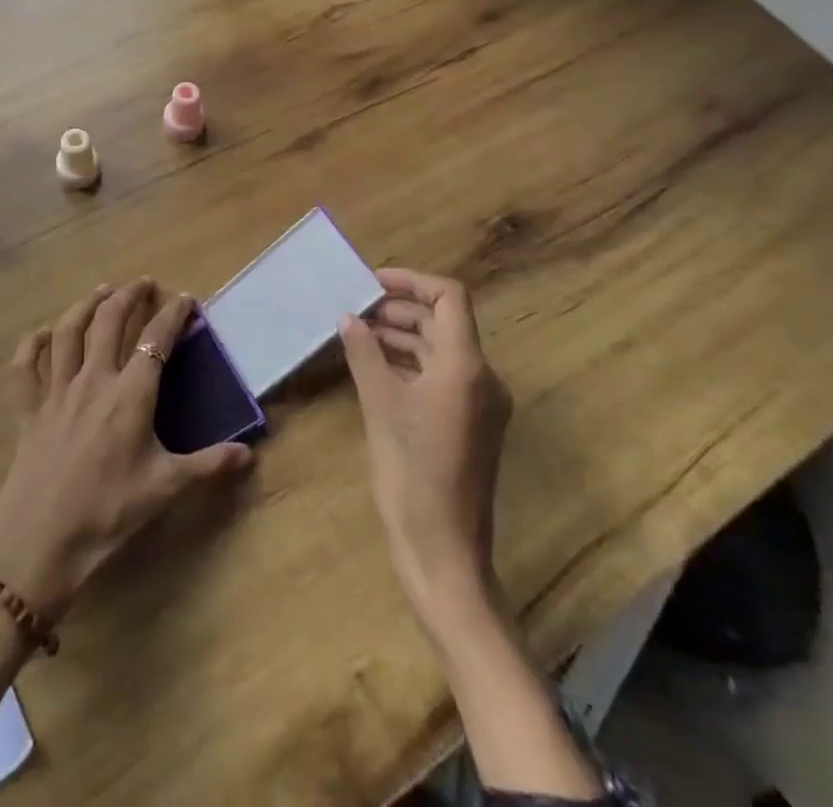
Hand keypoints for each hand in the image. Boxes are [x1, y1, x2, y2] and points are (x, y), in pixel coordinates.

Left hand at [0, 280, 252, 618]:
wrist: (41, 544)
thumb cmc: (108, 513)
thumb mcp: (165, 489)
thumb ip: (208, 465)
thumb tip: (249, 453)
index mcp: (130, 395)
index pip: (156, 340)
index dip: (173, 315)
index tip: (186, 299)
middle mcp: (93, 380)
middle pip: (109, 322)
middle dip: (128, 296)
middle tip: (142, 284)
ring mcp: (57, 392)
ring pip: (68, 333)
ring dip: (85, 305)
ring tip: (101, 291)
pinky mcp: (29, 411)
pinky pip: (25, 368)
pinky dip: (31, 345)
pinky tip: (41, 335)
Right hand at [340, 268, 512, 628]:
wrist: (443, 551)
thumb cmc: (412, 473)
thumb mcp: (380, 405)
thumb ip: (364, 353)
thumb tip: (349, 317)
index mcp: (467, 366)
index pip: (448, 297)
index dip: (411, 281)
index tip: (371, 283)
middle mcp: (482, 377)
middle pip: (443, 322)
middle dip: (399, 311)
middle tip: (354, 311)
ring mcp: (480, 403)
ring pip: (440, 350)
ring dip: (402, 337)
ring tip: (357, 336)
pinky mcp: (471, 424)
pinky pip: (441, 377)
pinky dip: (410, 365)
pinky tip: (375, 369)